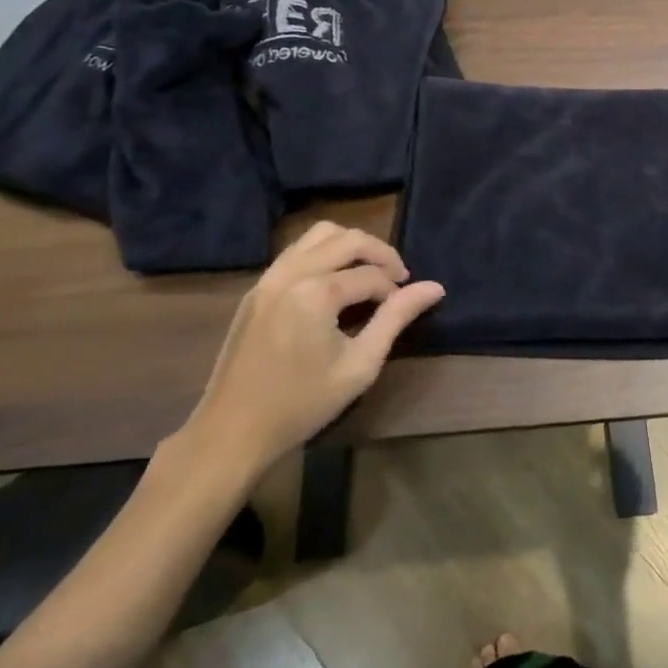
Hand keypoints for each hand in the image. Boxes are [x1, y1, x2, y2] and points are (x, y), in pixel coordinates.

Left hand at [176, 222, 443, 482]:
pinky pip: (297, 250)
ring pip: (320, 234)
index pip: (371, 274)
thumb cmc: (301, 404)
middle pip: (348, 239)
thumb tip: (436, 287)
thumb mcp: (360, 365)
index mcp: (315, 293)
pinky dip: (323, 252)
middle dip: (380, 254)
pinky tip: (334, 280)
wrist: (231, 434)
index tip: (402, 309)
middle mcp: (290, 273)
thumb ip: (397, 318)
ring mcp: (269, 277)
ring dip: (350, 245)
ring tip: (367, 273)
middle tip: (398, 279)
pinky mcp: (256, 288)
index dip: (394, 289)